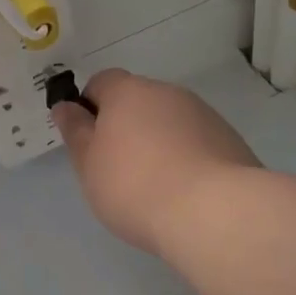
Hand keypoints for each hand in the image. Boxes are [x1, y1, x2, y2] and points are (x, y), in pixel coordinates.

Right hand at [51, 70, 260, 254]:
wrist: (213, 212)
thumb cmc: (135, 186)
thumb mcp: (89, 164)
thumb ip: (75, 132)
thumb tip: (65, 106)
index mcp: (128, 91)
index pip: (102, 82)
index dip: (90, 107)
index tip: (89, 141)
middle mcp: (167, 93)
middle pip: (138, 101)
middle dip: (126, 126)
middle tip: (118, 169)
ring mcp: (203, 115)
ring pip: (169, 122)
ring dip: (158, 142)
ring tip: (155, 186)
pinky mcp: (229, 140)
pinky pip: (196, 142)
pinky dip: (186, 158)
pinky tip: (184, 192)